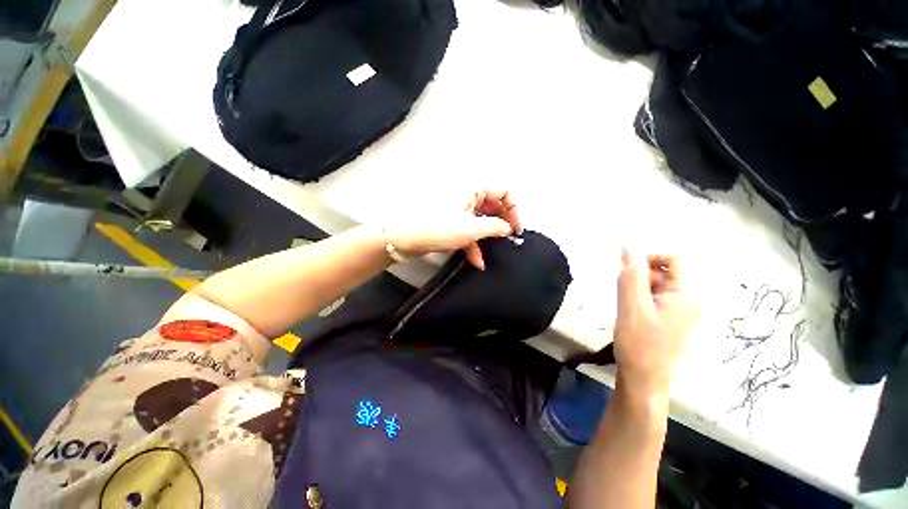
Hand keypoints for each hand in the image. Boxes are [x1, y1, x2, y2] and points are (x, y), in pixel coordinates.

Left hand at [385, 189, 522, 269]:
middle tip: (508, 239)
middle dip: (502, 223)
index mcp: (473, 188)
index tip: (515, 229)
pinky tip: (477, 260)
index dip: (514, 209)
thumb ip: (495, 227)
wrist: (403, 237)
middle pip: (493, 205)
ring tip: (495, 251)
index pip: (504, 191)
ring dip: (488, 236)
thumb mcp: (471, 229)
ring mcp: (458, 208)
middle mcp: (467, 194)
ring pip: (481, 219)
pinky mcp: (450, 221)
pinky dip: (474, 243)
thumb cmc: (438, 228)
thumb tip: (508, 228)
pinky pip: (468, 229)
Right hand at [613, 250, 699, 399]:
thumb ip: (631, 274)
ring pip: (657, 284)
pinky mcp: (669, 319)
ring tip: (624, 305)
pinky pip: (654, 297)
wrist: (643, 378)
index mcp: (686, 294)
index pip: (674, 258)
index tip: (627, 272)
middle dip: (640, 275)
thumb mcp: (631, 305)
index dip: (649, 258)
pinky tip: (629, 311)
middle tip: (623, 293)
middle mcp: (689, 299)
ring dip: (637, 287)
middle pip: (665, 271)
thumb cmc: (639, 342)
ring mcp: (680, 310)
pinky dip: (639, 297)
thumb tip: (629, 246)